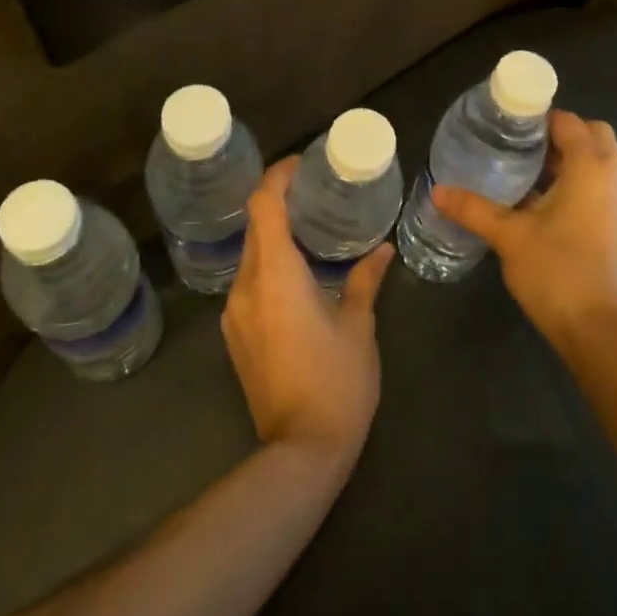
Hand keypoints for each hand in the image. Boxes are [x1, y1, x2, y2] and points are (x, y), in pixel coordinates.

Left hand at [221, 157, 393, 465]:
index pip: (263, 206)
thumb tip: (382, 250)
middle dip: (279, 203)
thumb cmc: (337, 382)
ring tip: (310, 228)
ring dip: (274, 235)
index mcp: (276, 275)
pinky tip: (298, 273)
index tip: (300, 164)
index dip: (277, 177)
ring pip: (251, 255)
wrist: (300, 451)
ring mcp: (235, 313)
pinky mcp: (235, 335)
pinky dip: (269, 264)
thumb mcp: (358, 327)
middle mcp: (246, 287)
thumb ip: (365, 280)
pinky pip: (249, 282)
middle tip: (315, 192)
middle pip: (254, 226)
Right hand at [432, 110, 616, 353]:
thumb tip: (437, 190)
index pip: (569, 121)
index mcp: (592, 166)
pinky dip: (576, 183)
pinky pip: (599, 187)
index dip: (539, 118)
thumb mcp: (509, 236)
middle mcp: (614, 177)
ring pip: (597, 163)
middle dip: (559, 135)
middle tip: (518, 147)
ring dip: (567, 161)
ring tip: (522, 172)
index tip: (506, 126)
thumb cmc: (557, 271)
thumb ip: (474, 208)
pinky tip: (540, 204)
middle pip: (591, 136)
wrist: (600, 332)